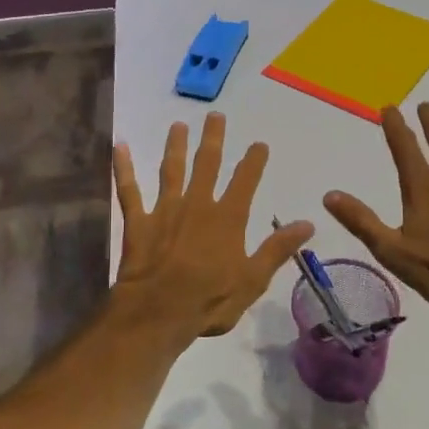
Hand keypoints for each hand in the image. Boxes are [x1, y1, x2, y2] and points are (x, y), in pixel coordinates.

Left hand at [113, 113, 312, 339]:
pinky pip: (129, 190)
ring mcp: (165, 210)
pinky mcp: (138, 222)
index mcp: (227, 218)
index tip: (259, 143)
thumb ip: (277, 249)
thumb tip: (308, 223)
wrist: (158, 312)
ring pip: (171, 170)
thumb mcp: (253, 280)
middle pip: (207, 164)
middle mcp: (197, 205)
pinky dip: (124, 168)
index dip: (254, 161)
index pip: (245, 181)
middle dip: (213, 139)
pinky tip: (120, 147)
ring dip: (175, 146)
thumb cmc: (210, 301)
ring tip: (178, 125)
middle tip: (215, 116)